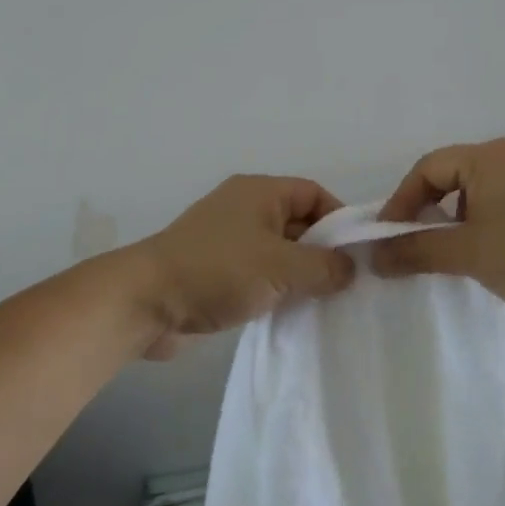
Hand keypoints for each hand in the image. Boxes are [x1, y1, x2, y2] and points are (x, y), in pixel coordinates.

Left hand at [132, 175, 355, 355]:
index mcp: (260, 192)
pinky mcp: (217, 272)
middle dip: (323, 251)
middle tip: (347, 284)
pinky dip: (277, 289)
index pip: (313, 193)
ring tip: (326, 302)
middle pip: (298, 223)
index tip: (357, 254)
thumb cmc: (218, 271)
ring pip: (279, 252)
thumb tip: (350, 270)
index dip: (339, 219)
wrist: (146, 302)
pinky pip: (259, 274)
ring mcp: (228, 241)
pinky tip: (293, 313)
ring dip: (300, 275)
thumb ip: (324, 267)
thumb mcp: (281, 266)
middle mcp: (245, 209)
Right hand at [372, 139, 504, 313]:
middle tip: (414, 242)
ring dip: (455, 217)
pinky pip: (503, 199)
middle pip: (453, 175)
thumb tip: (373, 257)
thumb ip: (416, 250)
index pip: (428, 168)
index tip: (388, 236)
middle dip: (428, 209)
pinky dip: (484, 220)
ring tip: (450, 250)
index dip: (401, 201)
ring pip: (479, 189)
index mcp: (488, 156)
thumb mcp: (466, 252)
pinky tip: (488, 250)